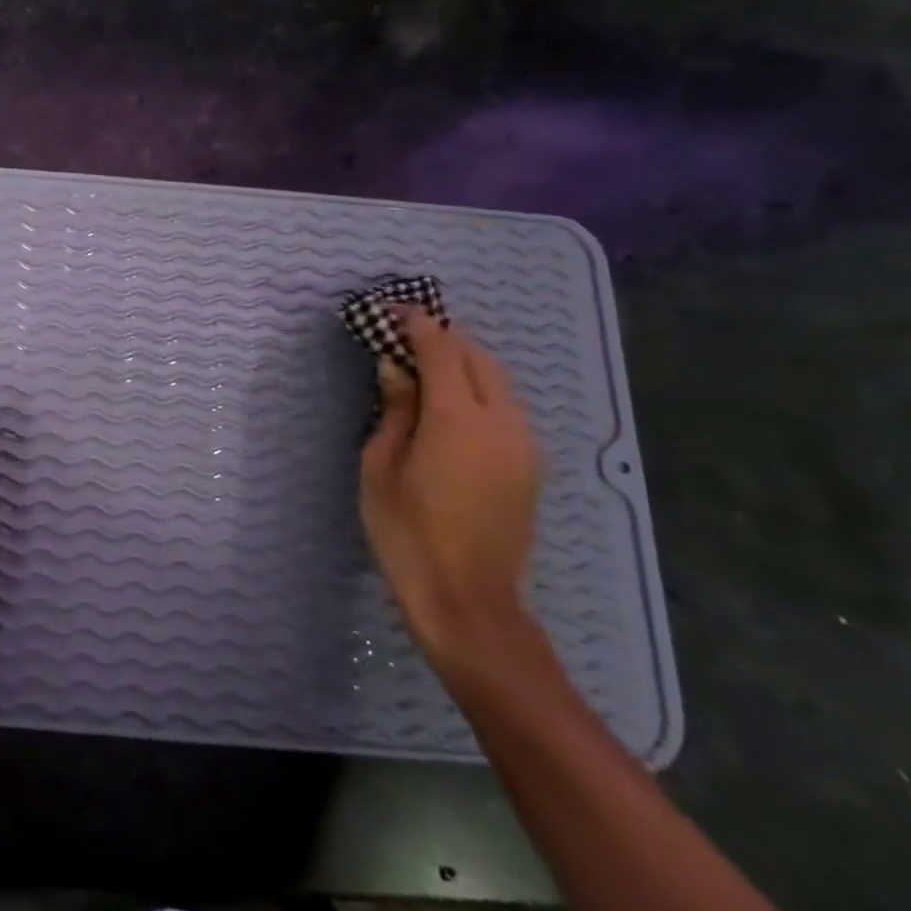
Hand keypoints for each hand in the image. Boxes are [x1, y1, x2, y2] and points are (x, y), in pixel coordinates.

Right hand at [359, 307, 539, 671]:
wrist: (467, 599)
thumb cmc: (406, 533)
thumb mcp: (380, 467)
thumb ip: (394, 410)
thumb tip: (395, 369)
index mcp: (458, 420)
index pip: (441, 351)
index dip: (417, 325)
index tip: (393, 311)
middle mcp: (502, 422)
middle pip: (478, 358)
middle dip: (444, 338)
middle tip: (406, 335)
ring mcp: (524, 444)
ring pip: (498, 381)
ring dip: (463, 363)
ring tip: (425, 366)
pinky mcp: (530, 465)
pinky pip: (505, 408)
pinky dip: (478, 389)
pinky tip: (450, 404)